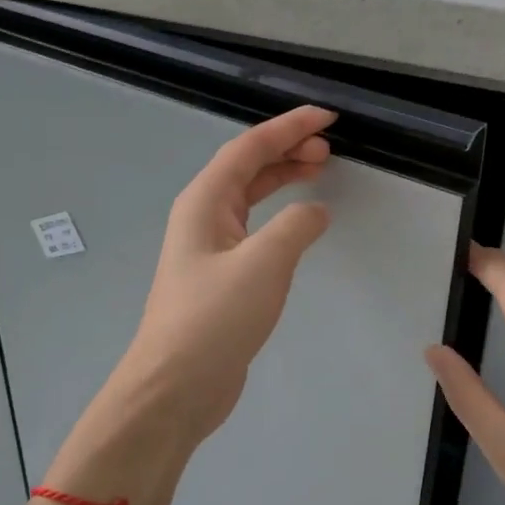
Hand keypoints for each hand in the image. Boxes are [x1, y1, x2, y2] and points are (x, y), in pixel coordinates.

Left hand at [109, 106, 336, 454]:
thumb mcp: (263, 264)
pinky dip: (280, 215)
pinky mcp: (221, 277)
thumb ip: (295, 227)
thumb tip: (314, 211)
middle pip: (247, 167)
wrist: (176, 386)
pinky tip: (300, 224)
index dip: (288, 128)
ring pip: (250, 197)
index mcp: (204, 202)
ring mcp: (210, 248)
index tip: (326, 118)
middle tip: (328, 147)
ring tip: (318, 169)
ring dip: (283, 178)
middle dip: (287, 149)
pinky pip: (255, 228)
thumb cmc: (215, 319)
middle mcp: (203, 216)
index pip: (248, 148)